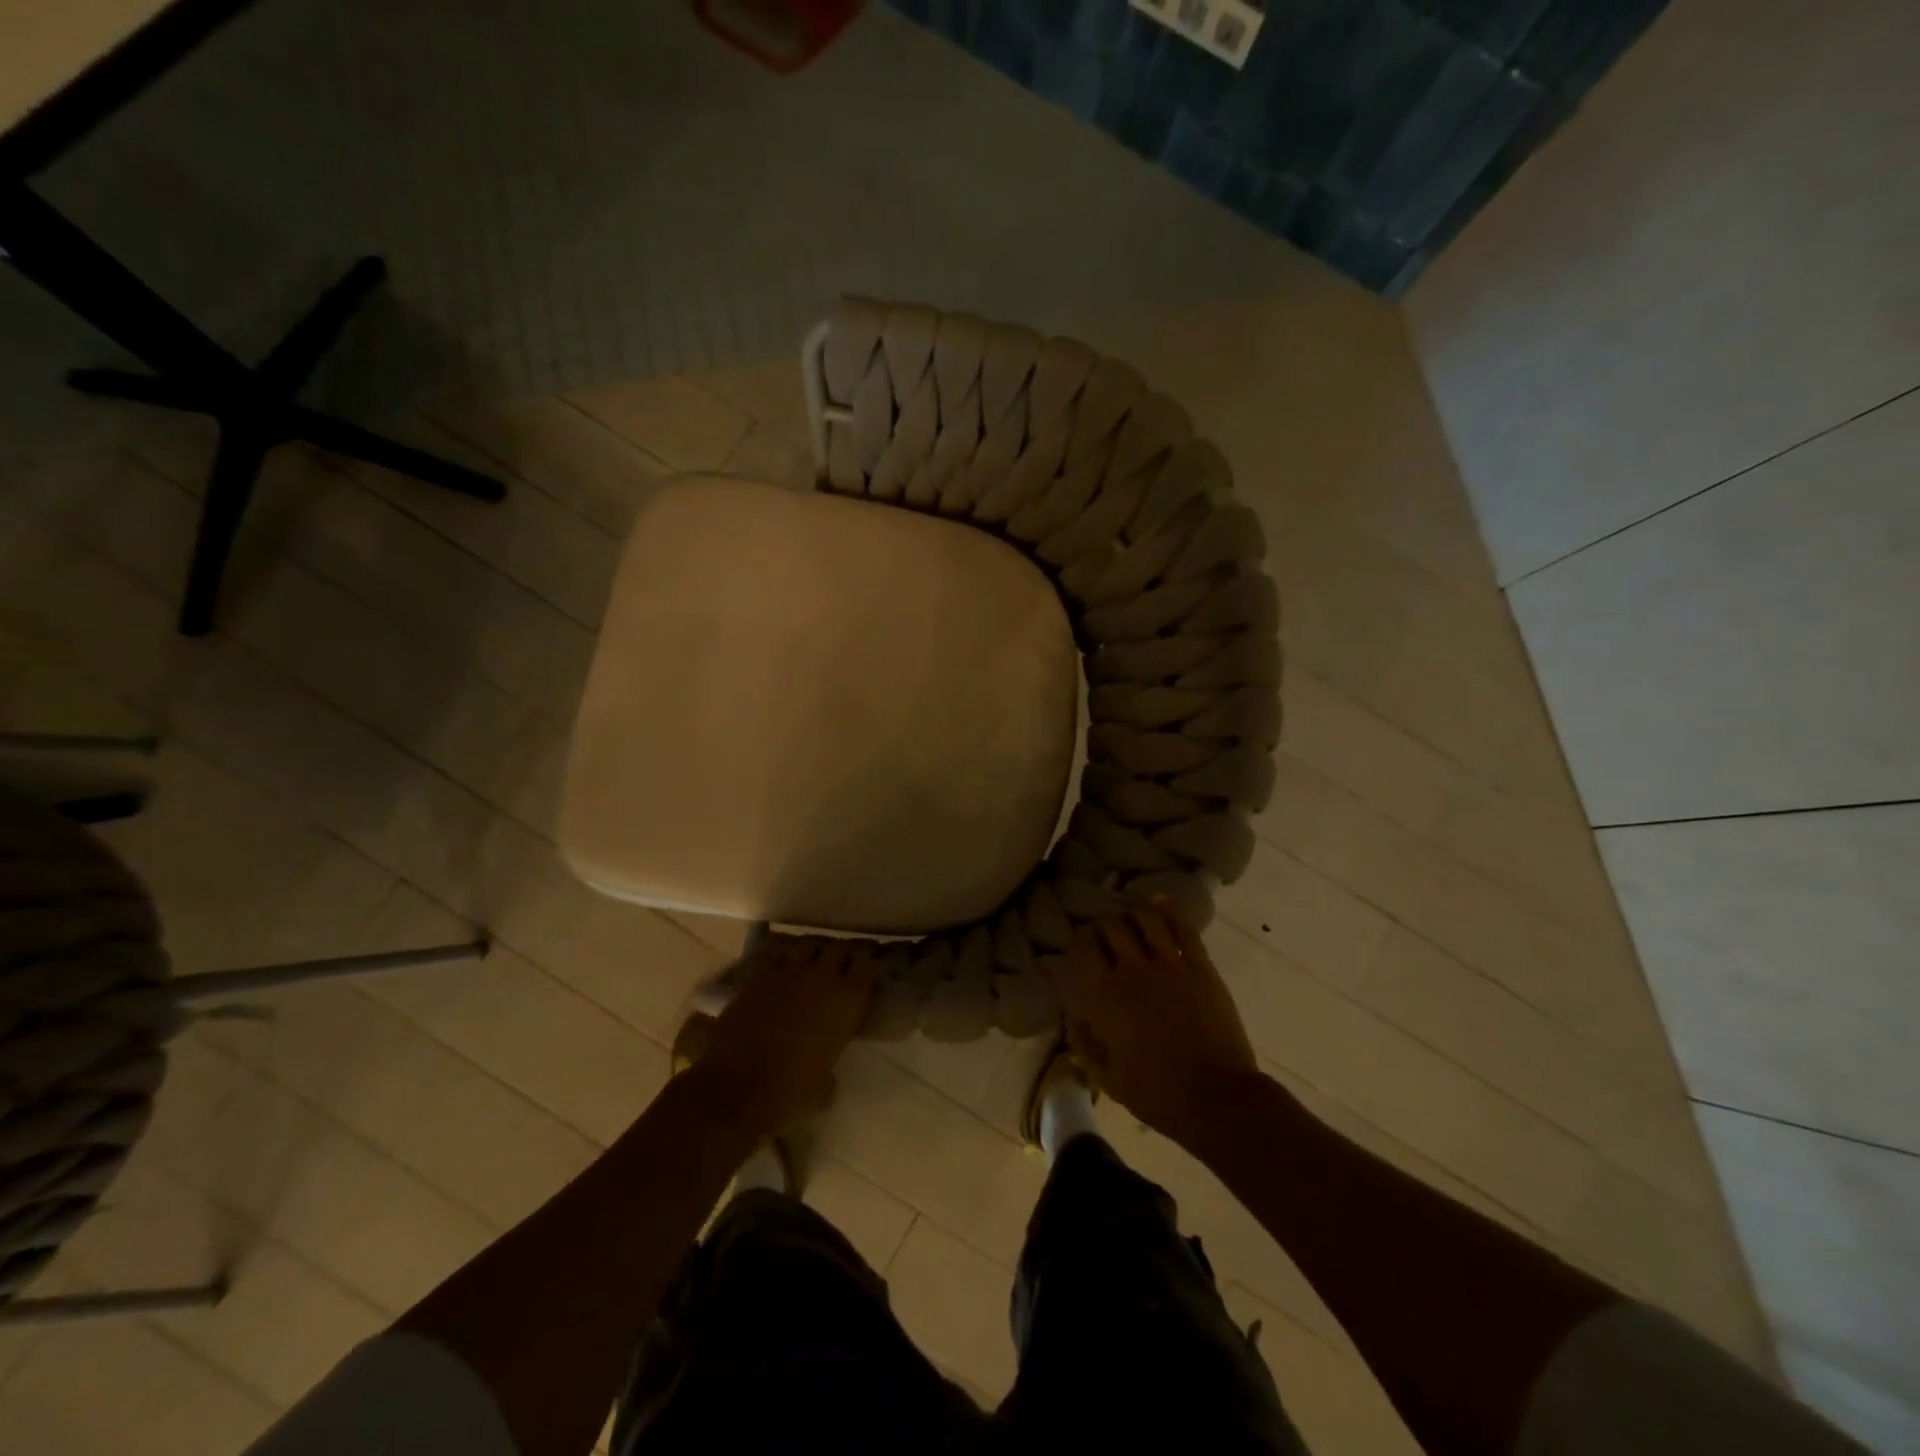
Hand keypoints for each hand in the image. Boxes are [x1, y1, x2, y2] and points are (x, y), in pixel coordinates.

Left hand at [692, 936, 874, 1139]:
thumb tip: (827, 1078)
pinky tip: (777, 972)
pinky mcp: (757, 976)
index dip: (866, 965)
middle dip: (839, 956)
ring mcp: (788, 972)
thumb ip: (830, 1073)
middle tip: (837, 969)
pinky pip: (774, 956)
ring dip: (810, 955)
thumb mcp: (823, 1087)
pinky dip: (779, 961)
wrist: (736, 1088)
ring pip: (806, 946)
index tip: (864, 972)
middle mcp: (822, 977)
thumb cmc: (789, 1092)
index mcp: (848, 1001)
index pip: (866, 963)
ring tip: (807, 966)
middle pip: (838, 948)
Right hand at [1054, 901, 1260, 1152]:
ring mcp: (1170, 965)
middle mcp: (1133, 971)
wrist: (1218, 1100)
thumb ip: (1085, 1043)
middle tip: (1103, 935)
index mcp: (1105, 997)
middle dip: (1101, 926)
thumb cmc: (1158, 1095)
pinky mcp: (1200, 967)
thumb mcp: (1109, 1078)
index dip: (1074, 945)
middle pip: (1110, 927)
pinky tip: (1161, 902)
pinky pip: (1183, 927)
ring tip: (1131, 919)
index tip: (1075, 951)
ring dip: (1133, 913)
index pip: (1080, 950)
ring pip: (1145, 918)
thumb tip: (1073, 1017)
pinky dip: (1170, 909)